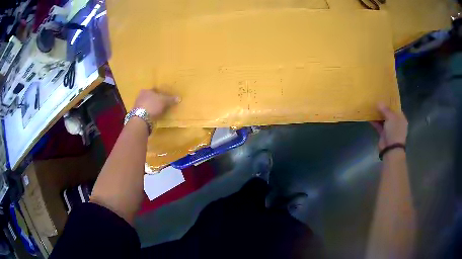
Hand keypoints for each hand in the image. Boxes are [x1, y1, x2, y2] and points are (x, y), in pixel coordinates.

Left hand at [133, 89, 179, 118]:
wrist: (141, 118)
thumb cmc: (153, 105)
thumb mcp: (164, 101)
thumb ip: (171, 99)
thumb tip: (179, 98)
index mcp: (146, 90)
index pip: (154, 90)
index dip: (160, 93)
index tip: (164, 97)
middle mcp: (140, 96)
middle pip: (149, 97)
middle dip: (154, 100)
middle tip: (161, 104)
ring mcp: (137, 105)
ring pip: (146, 104)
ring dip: (151, 107)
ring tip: (157, 111)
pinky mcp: (136, 114)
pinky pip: (144, 112)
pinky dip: (148, 113)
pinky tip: (152, 116)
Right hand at [370, 103, 407, 150]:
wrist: (391, 149)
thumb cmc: (395, 131)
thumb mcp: (391, 118)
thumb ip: (385, 109)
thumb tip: (379, 102)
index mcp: (401, 118)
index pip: (396, 108)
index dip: (390, 102)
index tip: (383, 96)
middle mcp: (396, 123)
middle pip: (389, 113)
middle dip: (383, 108)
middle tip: (376, 100)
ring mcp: (390, 129)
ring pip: (383, 119)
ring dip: (378, 115)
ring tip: (371, 107)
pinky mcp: (383, 134)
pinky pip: (378, 125)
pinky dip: (374, 122)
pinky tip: (368, 117)